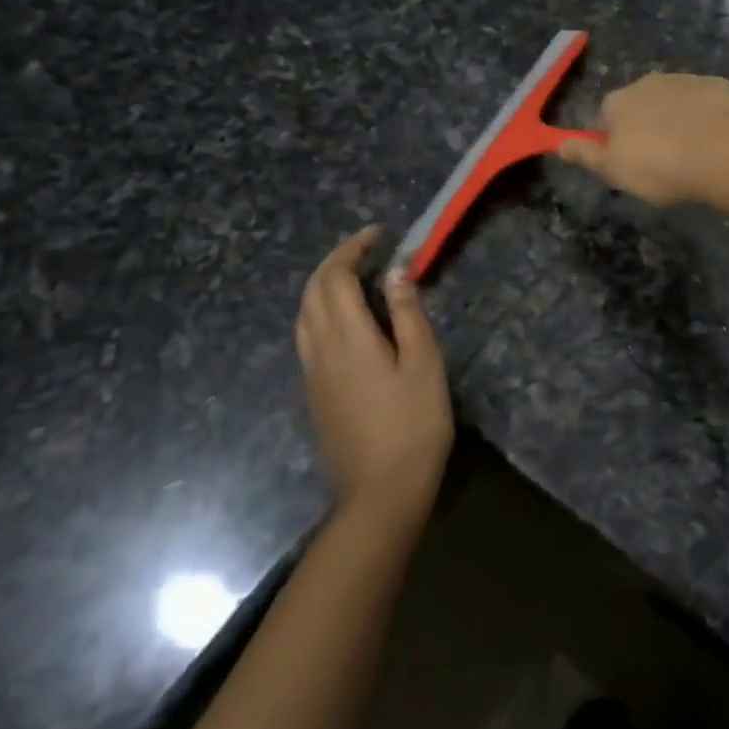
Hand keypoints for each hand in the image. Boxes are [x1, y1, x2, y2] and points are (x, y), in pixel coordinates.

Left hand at [294, 227, 452, 522]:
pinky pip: (307, 336)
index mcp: (348, 337)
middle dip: (336, 262)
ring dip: (324, 286)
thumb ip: (407, 314)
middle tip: (368, 250)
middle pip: (313, 291)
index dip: (353, 249)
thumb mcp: (424, 364)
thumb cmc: (413, 425)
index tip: (378, 235)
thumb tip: (395, 273)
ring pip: (304, 314)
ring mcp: (312, 373)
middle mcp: (320, 349)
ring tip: (355, 278)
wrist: (380, 493)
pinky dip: (321, 311)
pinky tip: (346, 321)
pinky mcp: (313, 393)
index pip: (336, 277)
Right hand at [556, 73, 728, 206]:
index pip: (605, 118)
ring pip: (674, 102)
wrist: (723, 150)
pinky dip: (707, 118)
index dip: (613, 142)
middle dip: (646, 127)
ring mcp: (686, 80)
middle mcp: (648, 82)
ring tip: (691, 154)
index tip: (627, 165)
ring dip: (677, 120)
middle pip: (640, 106)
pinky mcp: (719, 86)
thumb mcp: (614, 170)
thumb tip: (558, 145)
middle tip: (660, 162)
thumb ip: (586, 155)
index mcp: (618, 101)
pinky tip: (716, 142)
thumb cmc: (659, 166)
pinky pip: (706, 103)